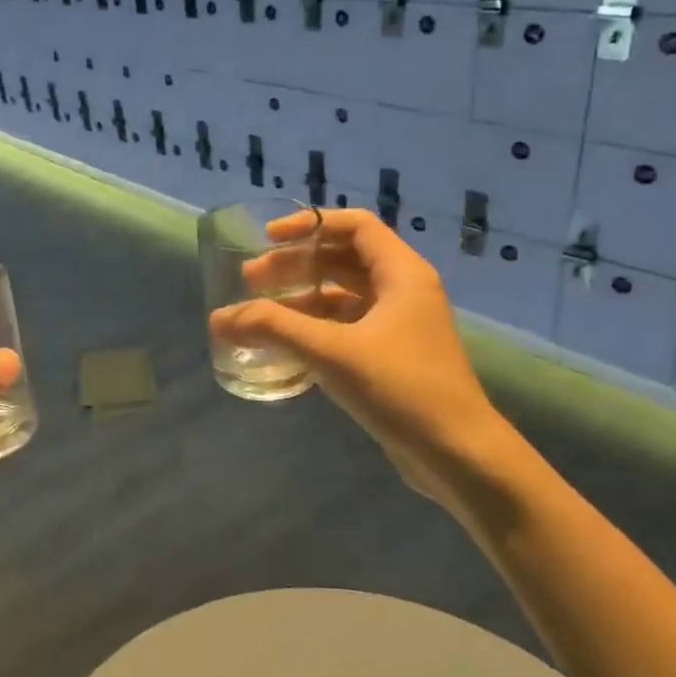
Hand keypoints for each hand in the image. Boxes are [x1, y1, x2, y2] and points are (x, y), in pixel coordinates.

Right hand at [208, 209, 510, 506]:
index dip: (309, 224)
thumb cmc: (401, 388)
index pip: (354, 226)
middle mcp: (402, 291)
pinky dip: (314, 327)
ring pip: (342, 296)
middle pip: (343, 259)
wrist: (456, 452)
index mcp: (401, 273)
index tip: (268, 238)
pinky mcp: (391, 356)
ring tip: (258, 311)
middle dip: (295, 264)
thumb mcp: (332, 351)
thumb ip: (273, 328)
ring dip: (301, 298)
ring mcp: (398, 325)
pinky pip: (346, 327)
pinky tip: (284, 343)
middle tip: (250, 278)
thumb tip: (219, 318)